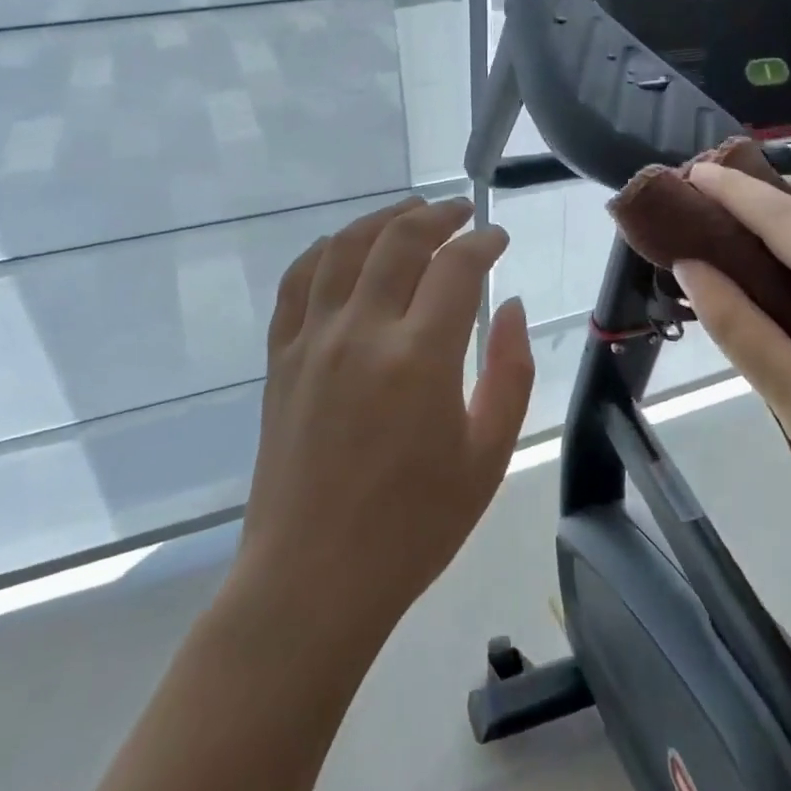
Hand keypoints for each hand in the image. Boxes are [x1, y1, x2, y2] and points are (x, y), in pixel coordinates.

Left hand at [235, 197, 534, 643]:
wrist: (314, 578)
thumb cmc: (414, 527)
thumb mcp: (487, 455)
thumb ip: (509, 373)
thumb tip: (510, 308)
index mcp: (420, 356)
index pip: (456, 267)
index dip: (483, 242)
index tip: (498, 239)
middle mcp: (362, 331)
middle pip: (398, 240)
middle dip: (437, 215)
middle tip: (460, 212)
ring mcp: (312, 341)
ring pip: (344, 249)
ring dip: (381, 219)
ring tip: (409, 212)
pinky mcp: (281, 358)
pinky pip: (296, 283)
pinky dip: (323, 252)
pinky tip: (342, 247)